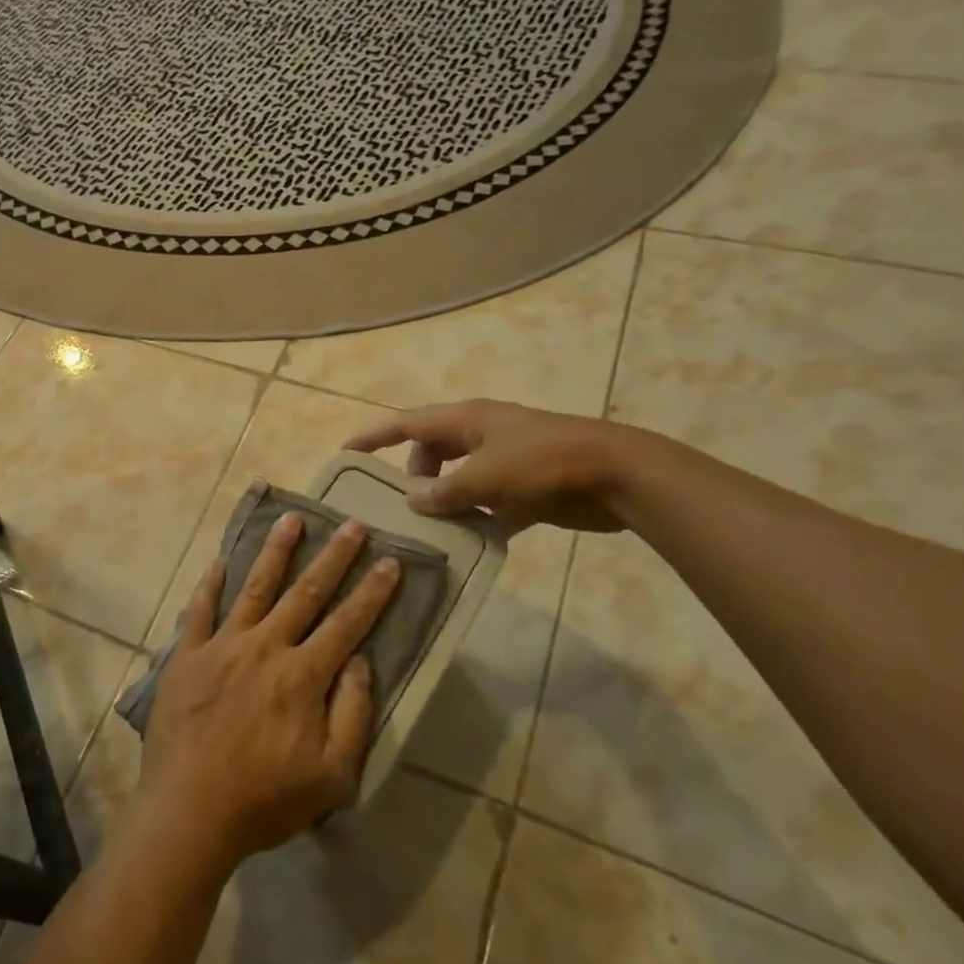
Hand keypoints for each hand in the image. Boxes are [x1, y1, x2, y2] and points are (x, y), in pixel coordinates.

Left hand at [139, 513, 400, 868]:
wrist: (189, 812)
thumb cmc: (265, 799)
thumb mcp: (332, 775)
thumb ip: (352, 714)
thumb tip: (360, 660)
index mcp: (302, 676)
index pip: (347, 624)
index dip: (372, 592)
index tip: (390, 561)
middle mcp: (265, 648)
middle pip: (305, 593)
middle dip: (333, 558)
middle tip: (352, 525)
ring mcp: (222, 647)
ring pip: (255, 588)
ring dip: (276, 552)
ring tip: (292, 518)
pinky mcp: (187, 656)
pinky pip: (199, 611)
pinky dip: (210, 585)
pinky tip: (219, 561)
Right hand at [345, 399, 635, 533]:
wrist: (617, 475)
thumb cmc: (543, 463)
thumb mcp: (485, 476)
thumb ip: (444, 491)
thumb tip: (414, 501)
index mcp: (466, 420)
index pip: (407, 423)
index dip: (374, 436)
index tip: (346, 453)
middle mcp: (481, 435)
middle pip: (431, 451)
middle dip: (413, 476)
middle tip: (399, 506)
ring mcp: (505, 461)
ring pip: (459, 480)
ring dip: (444, 502)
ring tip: (429, 531)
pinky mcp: (527, 488)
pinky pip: (488, 504)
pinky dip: (477, 520)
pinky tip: (469, 544)